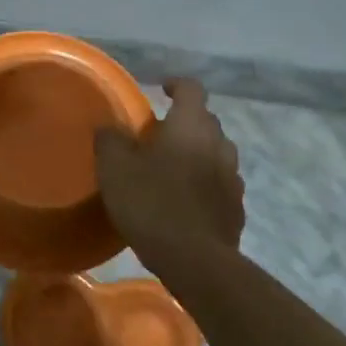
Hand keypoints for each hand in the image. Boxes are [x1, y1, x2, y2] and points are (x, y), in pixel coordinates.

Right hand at [95, 78, 244, 261]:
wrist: (194, 260)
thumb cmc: (151, 203)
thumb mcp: (115, 168)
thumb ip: (110, 139)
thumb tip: (109, 127)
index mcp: (191, 126)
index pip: (191, 89)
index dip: (175, 84)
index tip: (160, 89)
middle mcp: (219, 144)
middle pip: (205, 121)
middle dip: (183, 122)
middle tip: (157, 135)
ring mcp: (233, 178)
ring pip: (215, 153)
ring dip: (197, 153)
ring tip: (172, 168)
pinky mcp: (236, 208)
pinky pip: (220, 184)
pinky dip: (205, 183)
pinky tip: (186, 201)